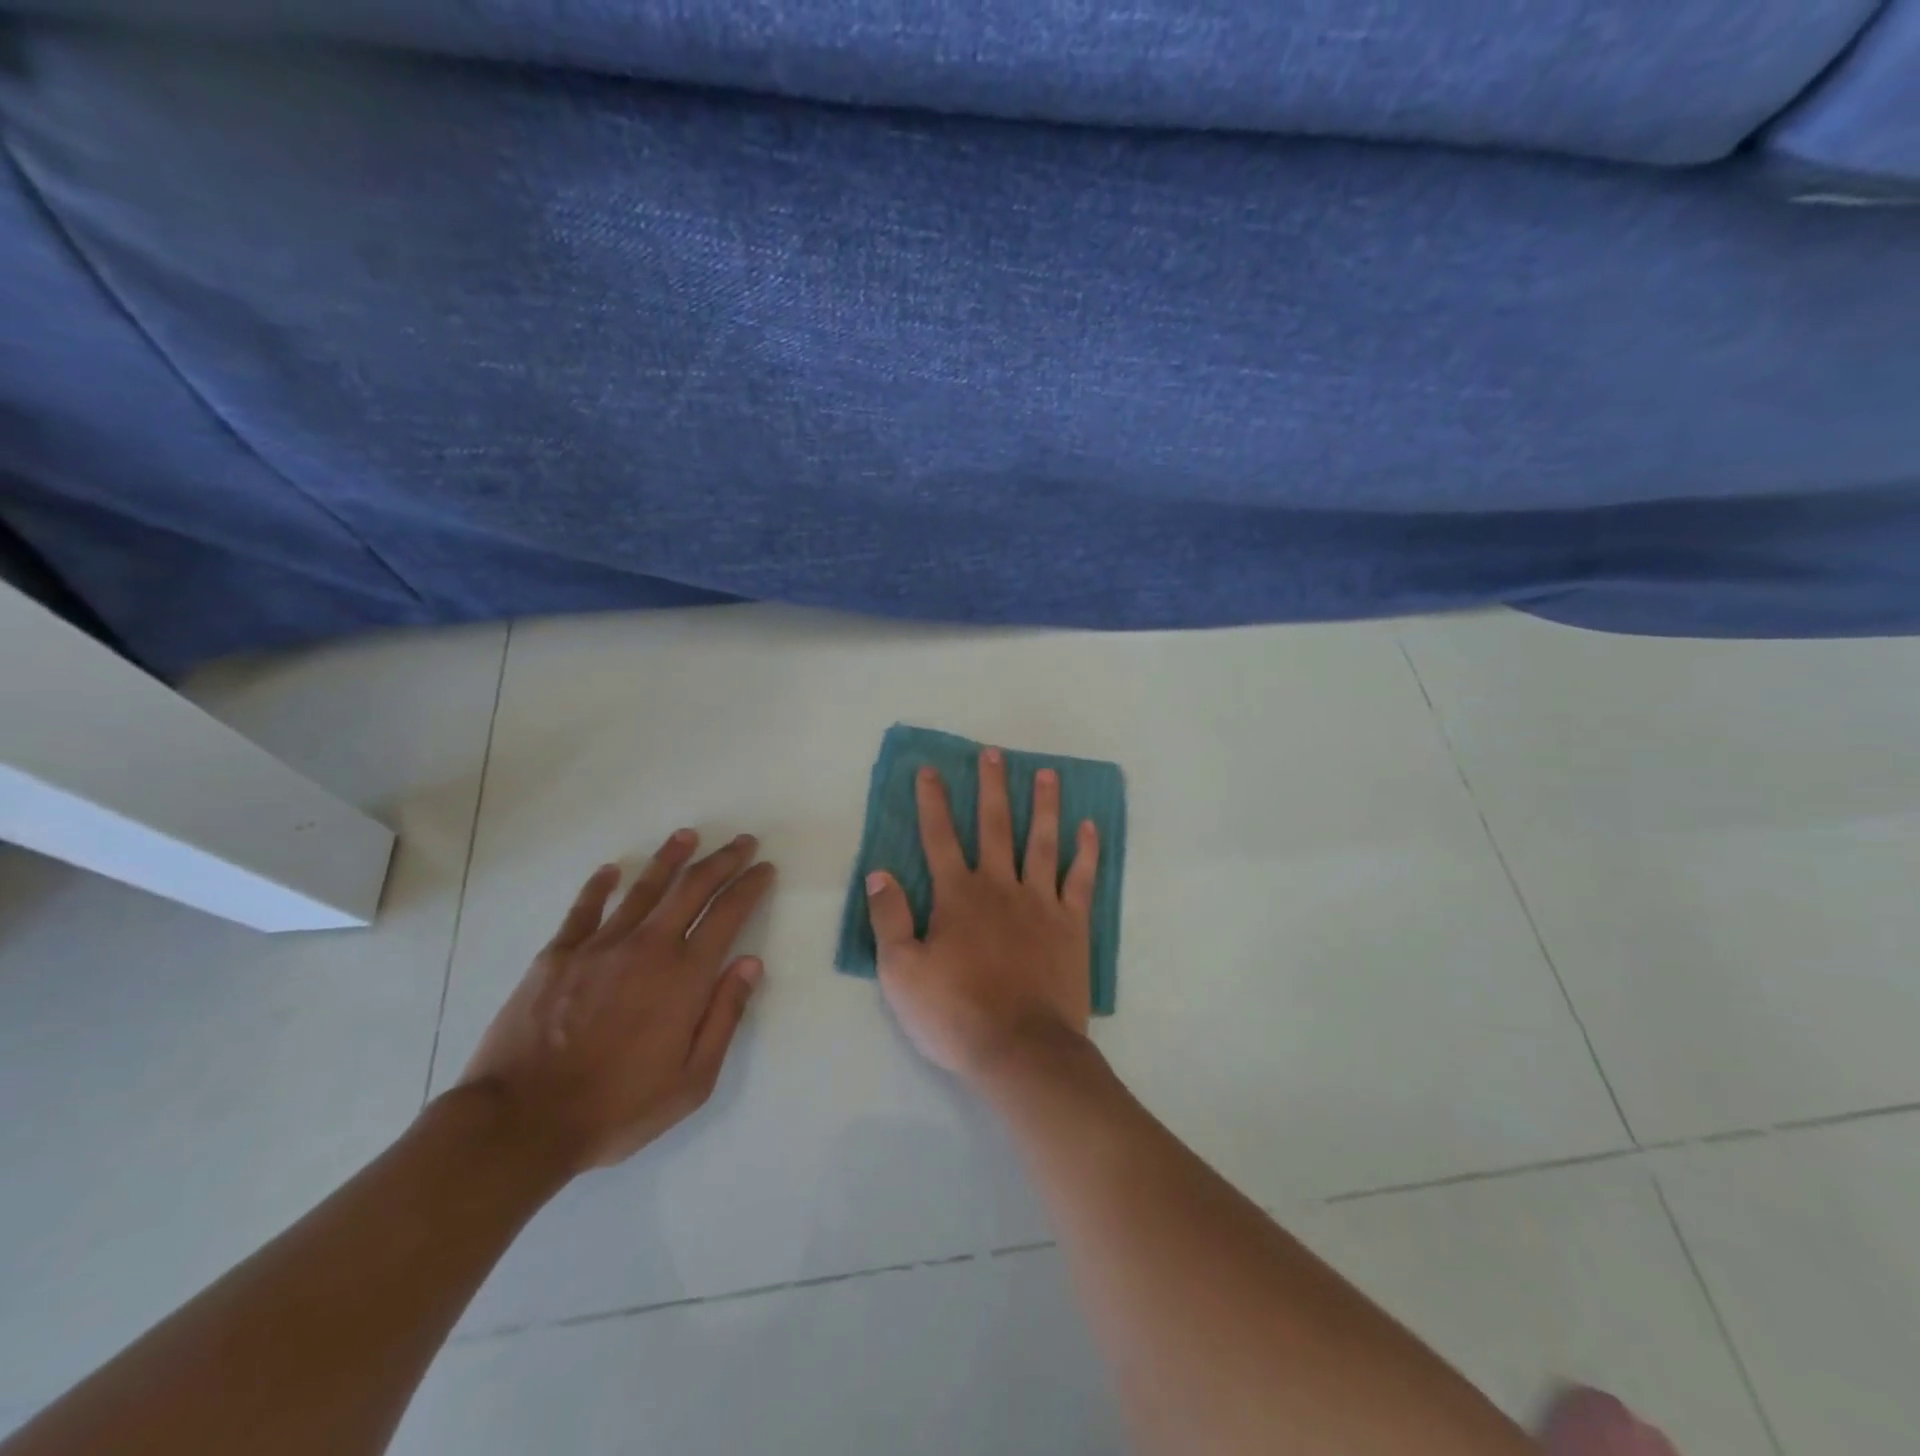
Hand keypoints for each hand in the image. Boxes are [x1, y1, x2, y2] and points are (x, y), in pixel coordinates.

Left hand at [459, 831, 774, 1172]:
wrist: (521, 1122)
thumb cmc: (617, 1107)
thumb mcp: (692, 1081)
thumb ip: (725, 1017)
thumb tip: (750, 964)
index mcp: (684, 976)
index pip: (727, 914)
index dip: (750, 886)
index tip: (764, 868)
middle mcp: (647, 947)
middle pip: (692, 888)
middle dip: (722, 860)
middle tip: (742, 841)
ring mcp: (599, 946)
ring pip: (643, 888)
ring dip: (670, 858)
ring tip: (688, 836)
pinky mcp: (557, 955)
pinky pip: (584, 909)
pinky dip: (600, 886)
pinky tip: (611, 870)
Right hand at [867, 747, 1099, 1084]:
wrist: (1021, 1049)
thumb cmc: (955, 1013)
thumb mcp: (900, 972)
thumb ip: (889, 918)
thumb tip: (879, 872)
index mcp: (958, 896)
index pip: (940, 837)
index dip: (932, 802)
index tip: (930, 770)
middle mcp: (1000, 886)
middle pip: (995, 826)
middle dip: (992, 787)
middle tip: (993, 753)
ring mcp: (1041, 902)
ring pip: (1042, 842)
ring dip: (1044, 805)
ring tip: (1047, 773)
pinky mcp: (1072, 925)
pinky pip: (1081, 879)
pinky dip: (1087, 852)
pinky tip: (1090, 827)